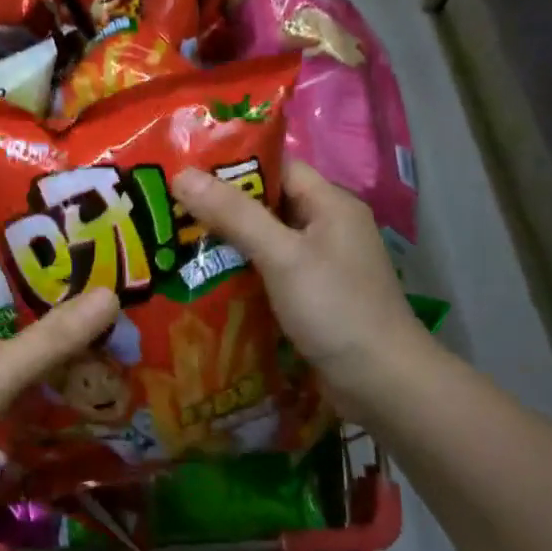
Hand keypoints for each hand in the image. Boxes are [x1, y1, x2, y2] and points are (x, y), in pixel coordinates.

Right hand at [172, 160, 432, 418]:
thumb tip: (182, 174)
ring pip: (264, 241)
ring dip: (226, 242)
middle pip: (266, 204)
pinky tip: (204, 279)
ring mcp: (320, 265)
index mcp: (330, 205)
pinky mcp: (311, 297)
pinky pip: (268, 272)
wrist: (382, 384)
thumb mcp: (282, 255)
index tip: (184, 170)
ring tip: (174, 241)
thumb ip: (234, 214)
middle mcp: (327, 228)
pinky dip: (239, 272)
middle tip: (169, 208)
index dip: (231, 166)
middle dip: (220, 206)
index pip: (276, 168)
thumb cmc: (335, 309)